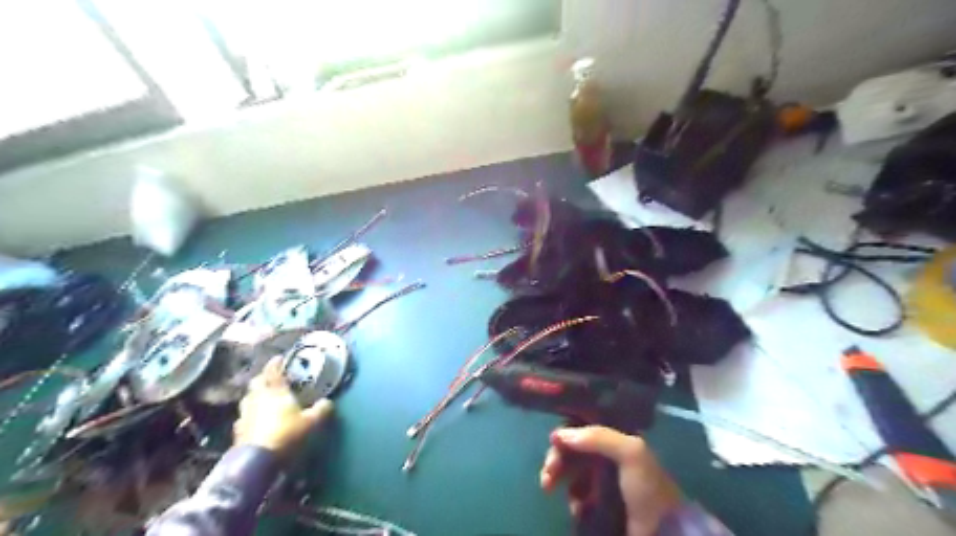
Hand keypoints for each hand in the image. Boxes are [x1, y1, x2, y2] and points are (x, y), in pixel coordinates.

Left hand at [232, 359, 332, 454]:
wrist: (257, 462)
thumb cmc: (287, 435)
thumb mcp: (312, 422)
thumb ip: (321, 410)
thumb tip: (327, 402)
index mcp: (275, 392)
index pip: (273, 371)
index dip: (276, 363)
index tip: (280, 358)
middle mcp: (258, 399)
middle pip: (257, 383)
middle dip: (264, 378)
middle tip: (273, 379)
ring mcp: (245, 415)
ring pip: (248, 399)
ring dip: (255, 396)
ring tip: (264, 398)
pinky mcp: (238, 431)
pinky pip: (244, 417)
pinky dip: (250, 415)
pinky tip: (256, 420)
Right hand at [536, 430, 679, 535]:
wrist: (662, 531)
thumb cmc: (647, 487)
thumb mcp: (631, 453)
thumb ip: (598, 437)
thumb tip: (559, 434)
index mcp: (616, 439)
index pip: (583, 427)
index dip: (566, 433)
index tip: (554, 443)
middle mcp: (607, 455)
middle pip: (573, 449)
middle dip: (556, 459)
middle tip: (547, 475)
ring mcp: (602, 479)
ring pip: (571, 470)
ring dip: (557, 477)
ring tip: (550, 488)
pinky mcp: (599, 501)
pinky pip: (577, 493)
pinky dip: (572, 497)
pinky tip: (575, 505)